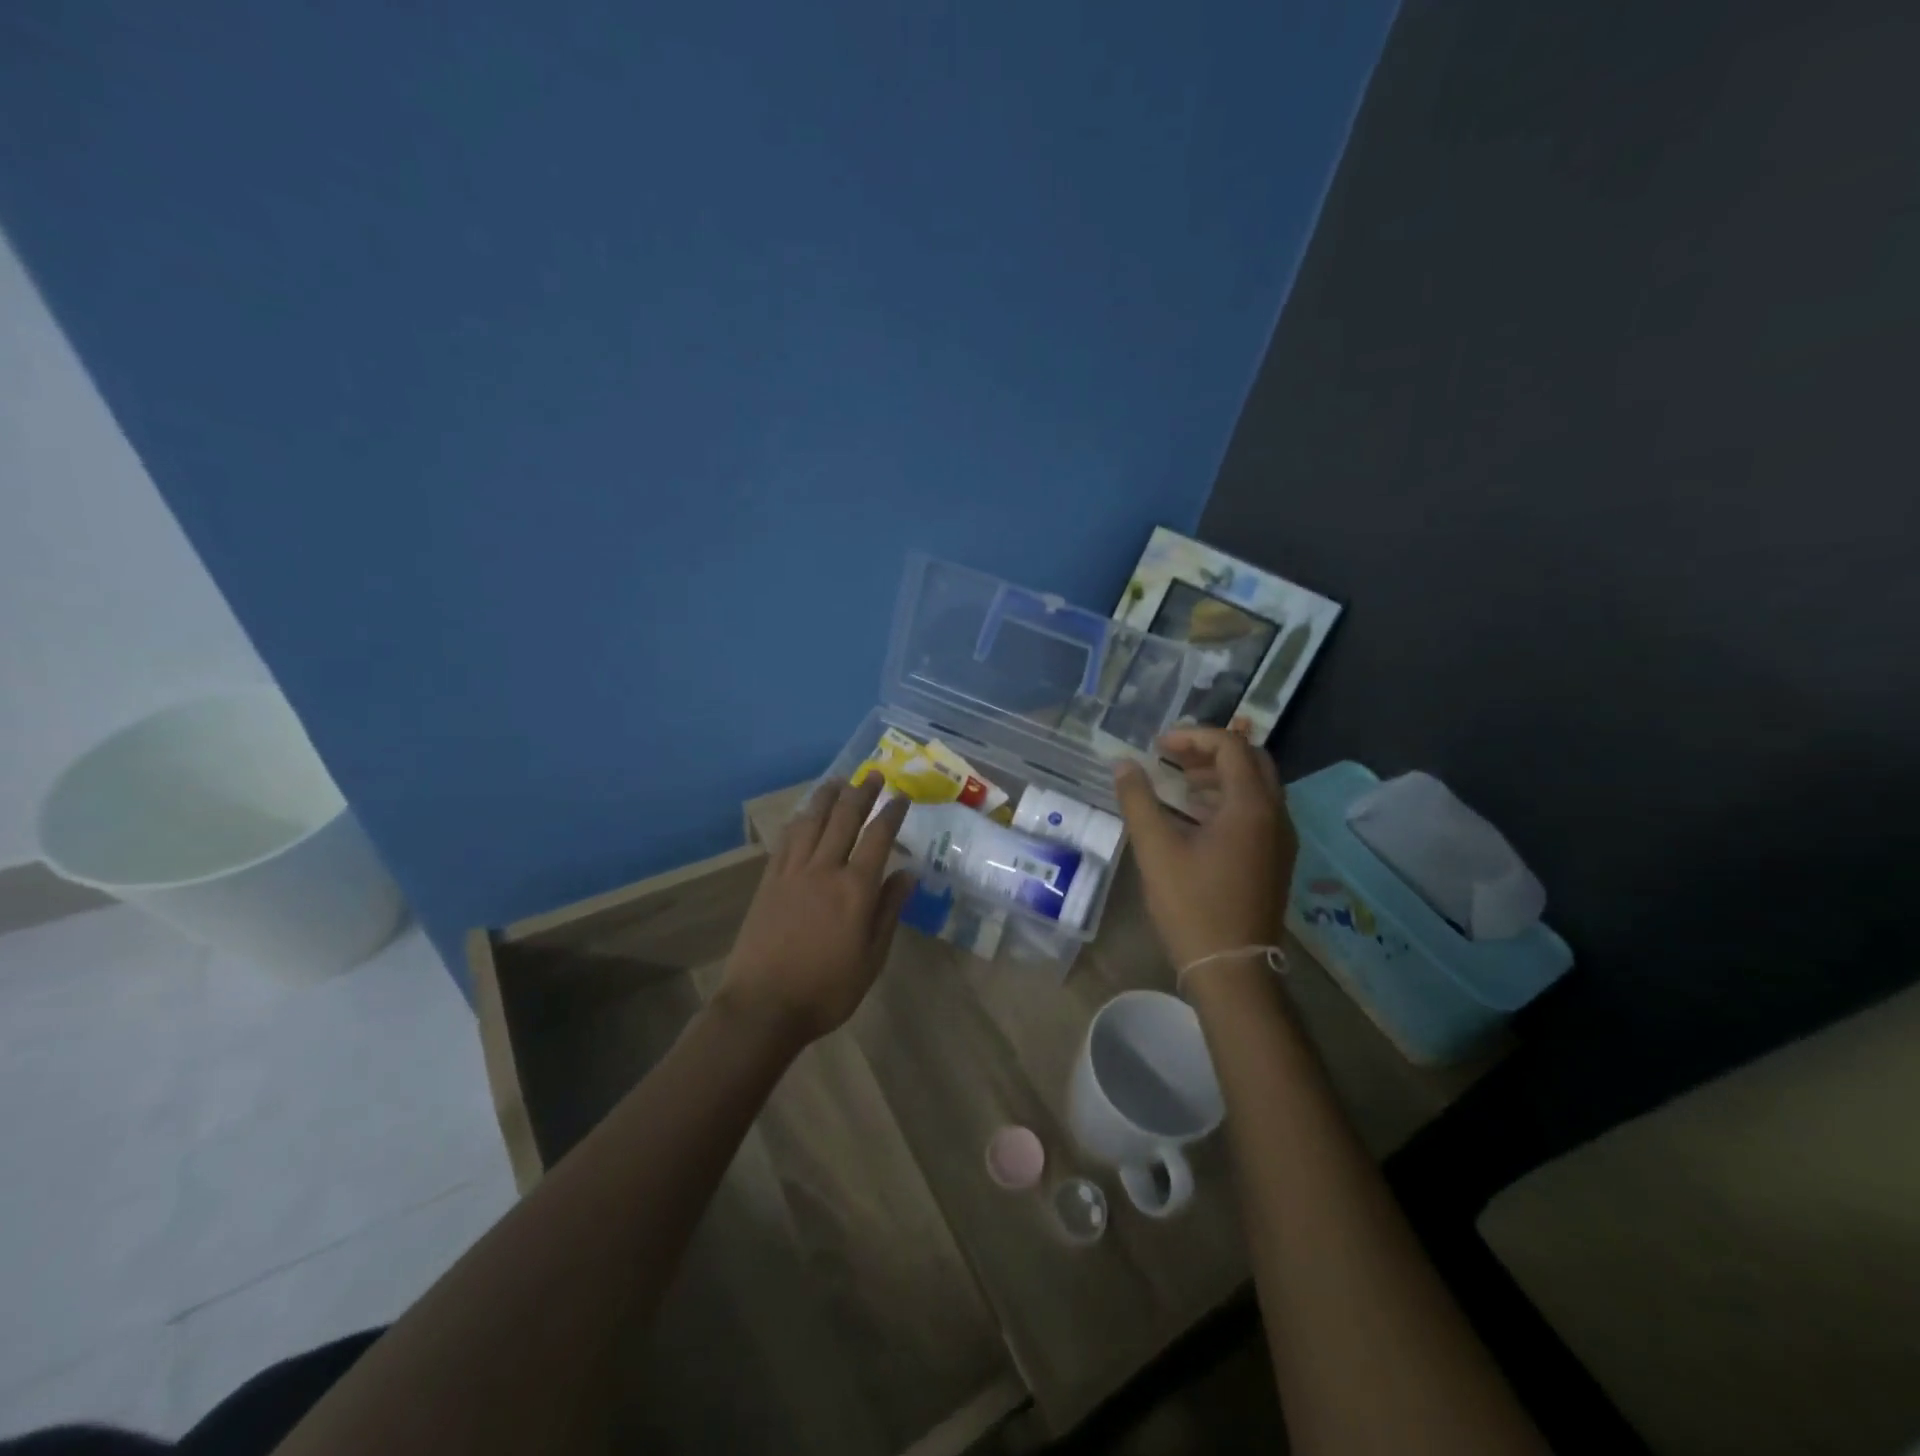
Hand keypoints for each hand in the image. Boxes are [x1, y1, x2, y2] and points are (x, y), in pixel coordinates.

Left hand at [718, 775, 916, 1045]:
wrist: (763, 1006)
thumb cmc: (827, 990)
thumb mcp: (872, 958)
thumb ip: (889, 911)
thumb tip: (908, 874)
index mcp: (856, 889)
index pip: (879, 837)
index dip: (892, 812)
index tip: (902, 795)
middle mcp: (825, 869)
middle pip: (845, 818)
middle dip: (862, 792)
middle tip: (874, 775)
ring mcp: (792, 872)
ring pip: (812, 822)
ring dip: (827, 797)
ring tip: (838, 780)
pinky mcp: (769, 881)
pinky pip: (786, 840)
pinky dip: (799, 821)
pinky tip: (804, 814)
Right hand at [1112, 728, 1297, 977]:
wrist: (1232, 969)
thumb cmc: (1192, 905)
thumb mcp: (1156, 849)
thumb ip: (1138, 800)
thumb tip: (1123, 764)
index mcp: (1251, 806)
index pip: (1230, 746)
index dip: (1193, 736)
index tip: (1157, 745)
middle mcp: (1275, 816)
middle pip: (1251, 761)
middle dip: (1210, 751)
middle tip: (1172, 757)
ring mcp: (1281, 840)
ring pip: (1257, 787)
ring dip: (1220, 775)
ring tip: (1180, 784)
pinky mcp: (1276, 860)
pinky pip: (1258, 812)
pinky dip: (1229, 800)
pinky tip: (1197, 818)